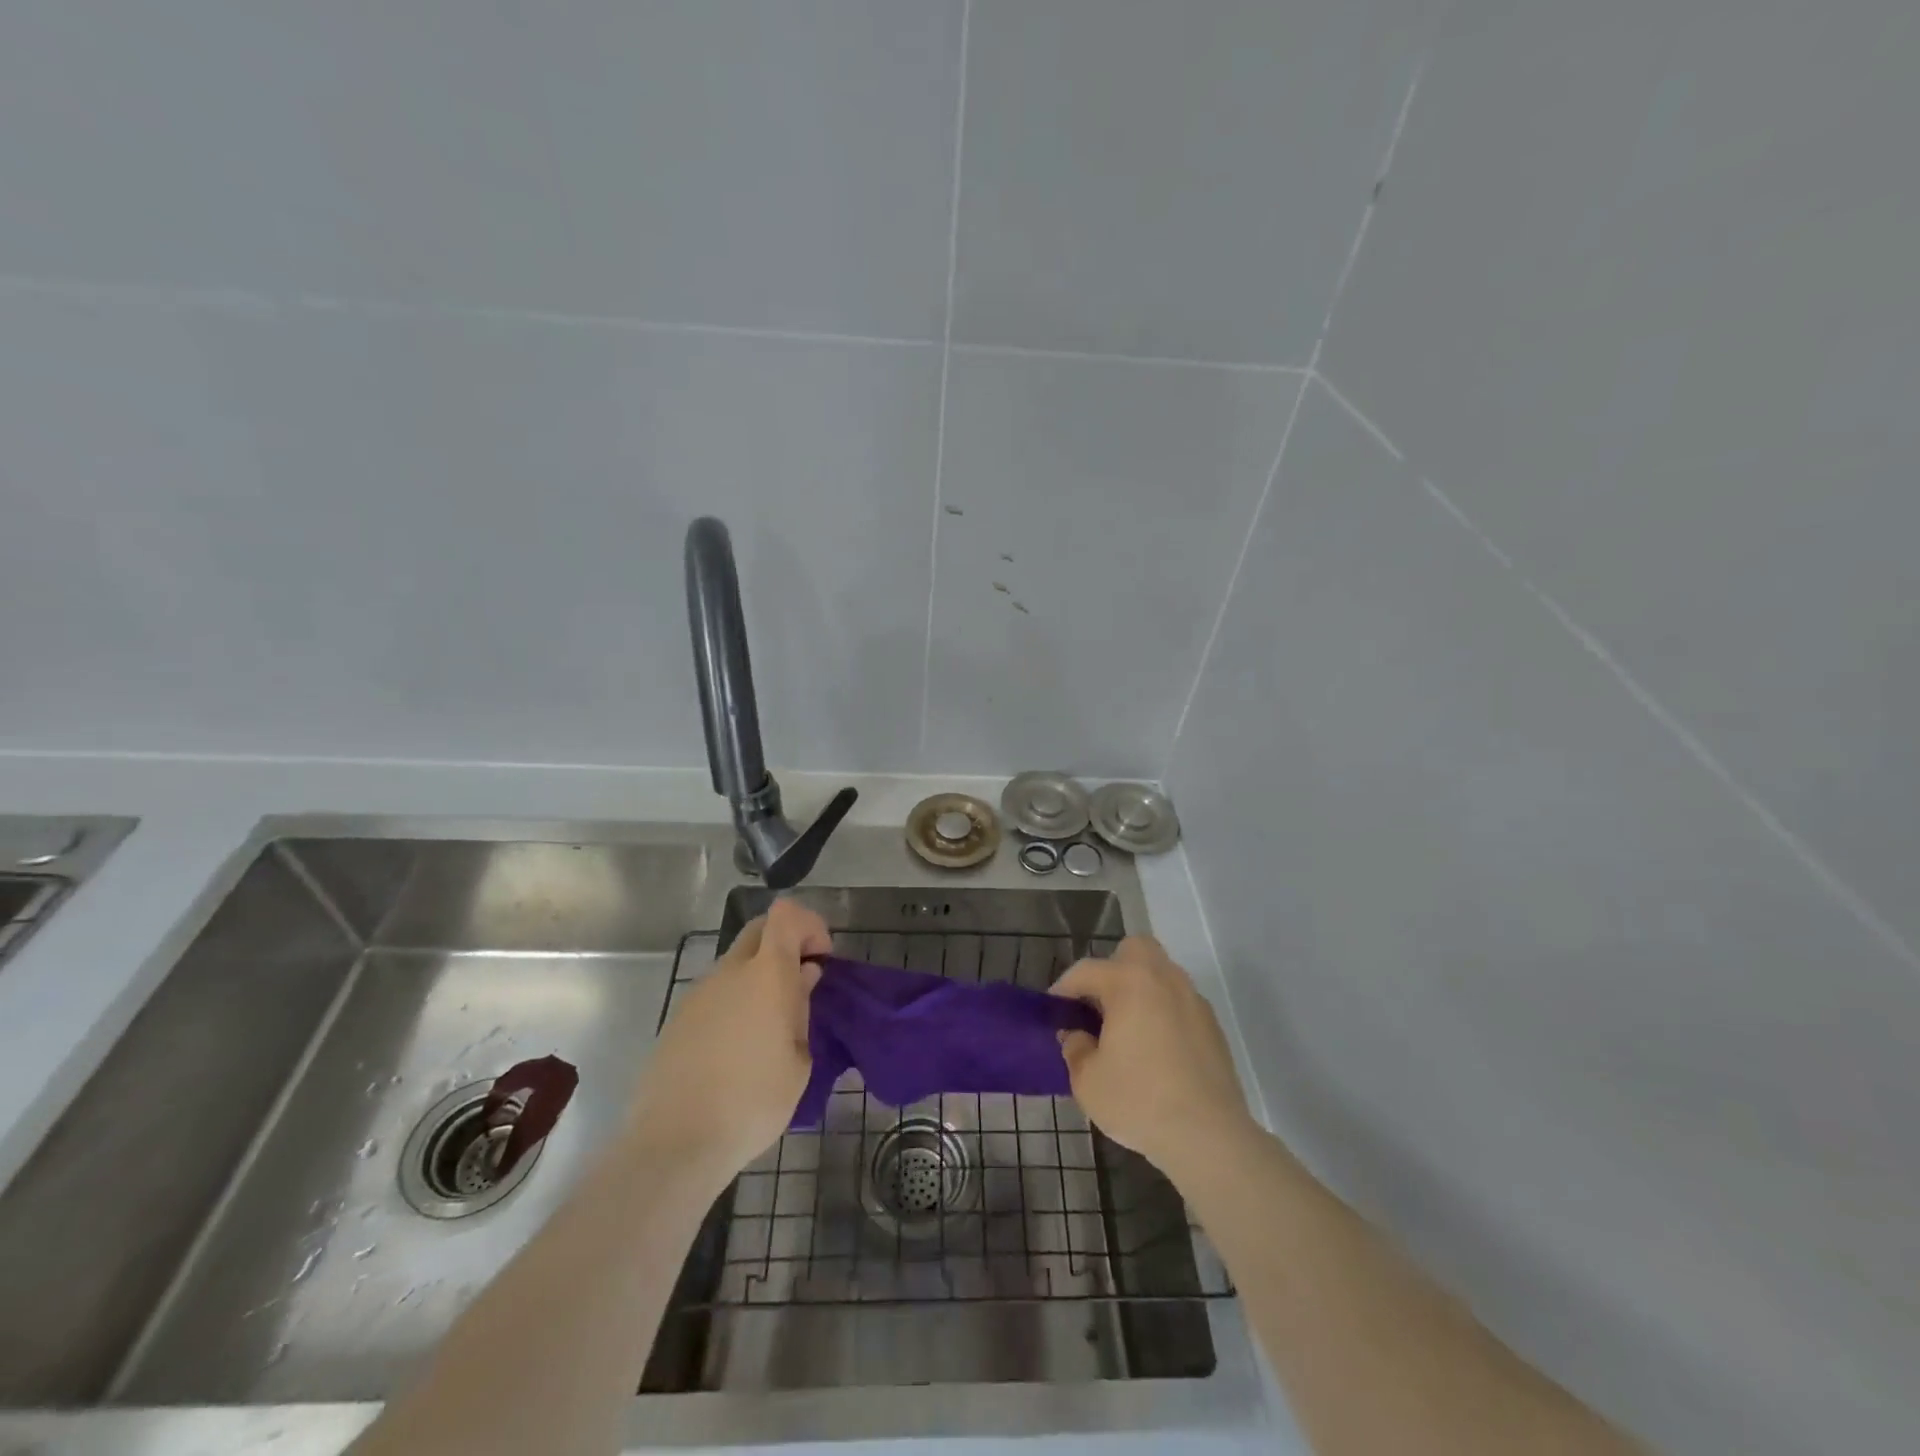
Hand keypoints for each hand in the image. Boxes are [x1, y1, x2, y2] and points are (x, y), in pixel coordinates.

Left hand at [626, 899, 830, 1183]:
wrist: (674, 1144)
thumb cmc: (752, 1102)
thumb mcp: (798, 1061)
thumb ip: (801, 1009)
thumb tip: (802, 977)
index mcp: (766, 974)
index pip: (786, 914)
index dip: (809, 925)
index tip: (821, 958)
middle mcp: (730, 972)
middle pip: (759, 930)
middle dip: (785, 944)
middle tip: (801, 984)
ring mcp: (698, 994)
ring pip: (736, 964)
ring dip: (759, 977)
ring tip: (772, 1028)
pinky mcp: (678, 1019)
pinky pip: (716, 993)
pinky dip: (735, 1002)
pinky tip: (739, 1049)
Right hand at [1049, 936, 1254, 1178]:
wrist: (1209, 1136)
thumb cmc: (1139, 1101)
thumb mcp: (1088, 1081)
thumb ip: (1075, 1048)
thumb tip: (1077, 1035)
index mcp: (1129, 983)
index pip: (1086, 971)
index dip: (1064, 988)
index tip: (1054, 1009)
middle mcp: (1164, 979)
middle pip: (1134, 950)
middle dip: (1112, 968)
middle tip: (1099, 1004)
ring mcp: (1193, 1000)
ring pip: (1161, 975)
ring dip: (1140, 990)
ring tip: (1126, 1029)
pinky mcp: (1213, 1026)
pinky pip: (1179, 1003)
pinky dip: (1163, 1013)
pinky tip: (1156, 1049)